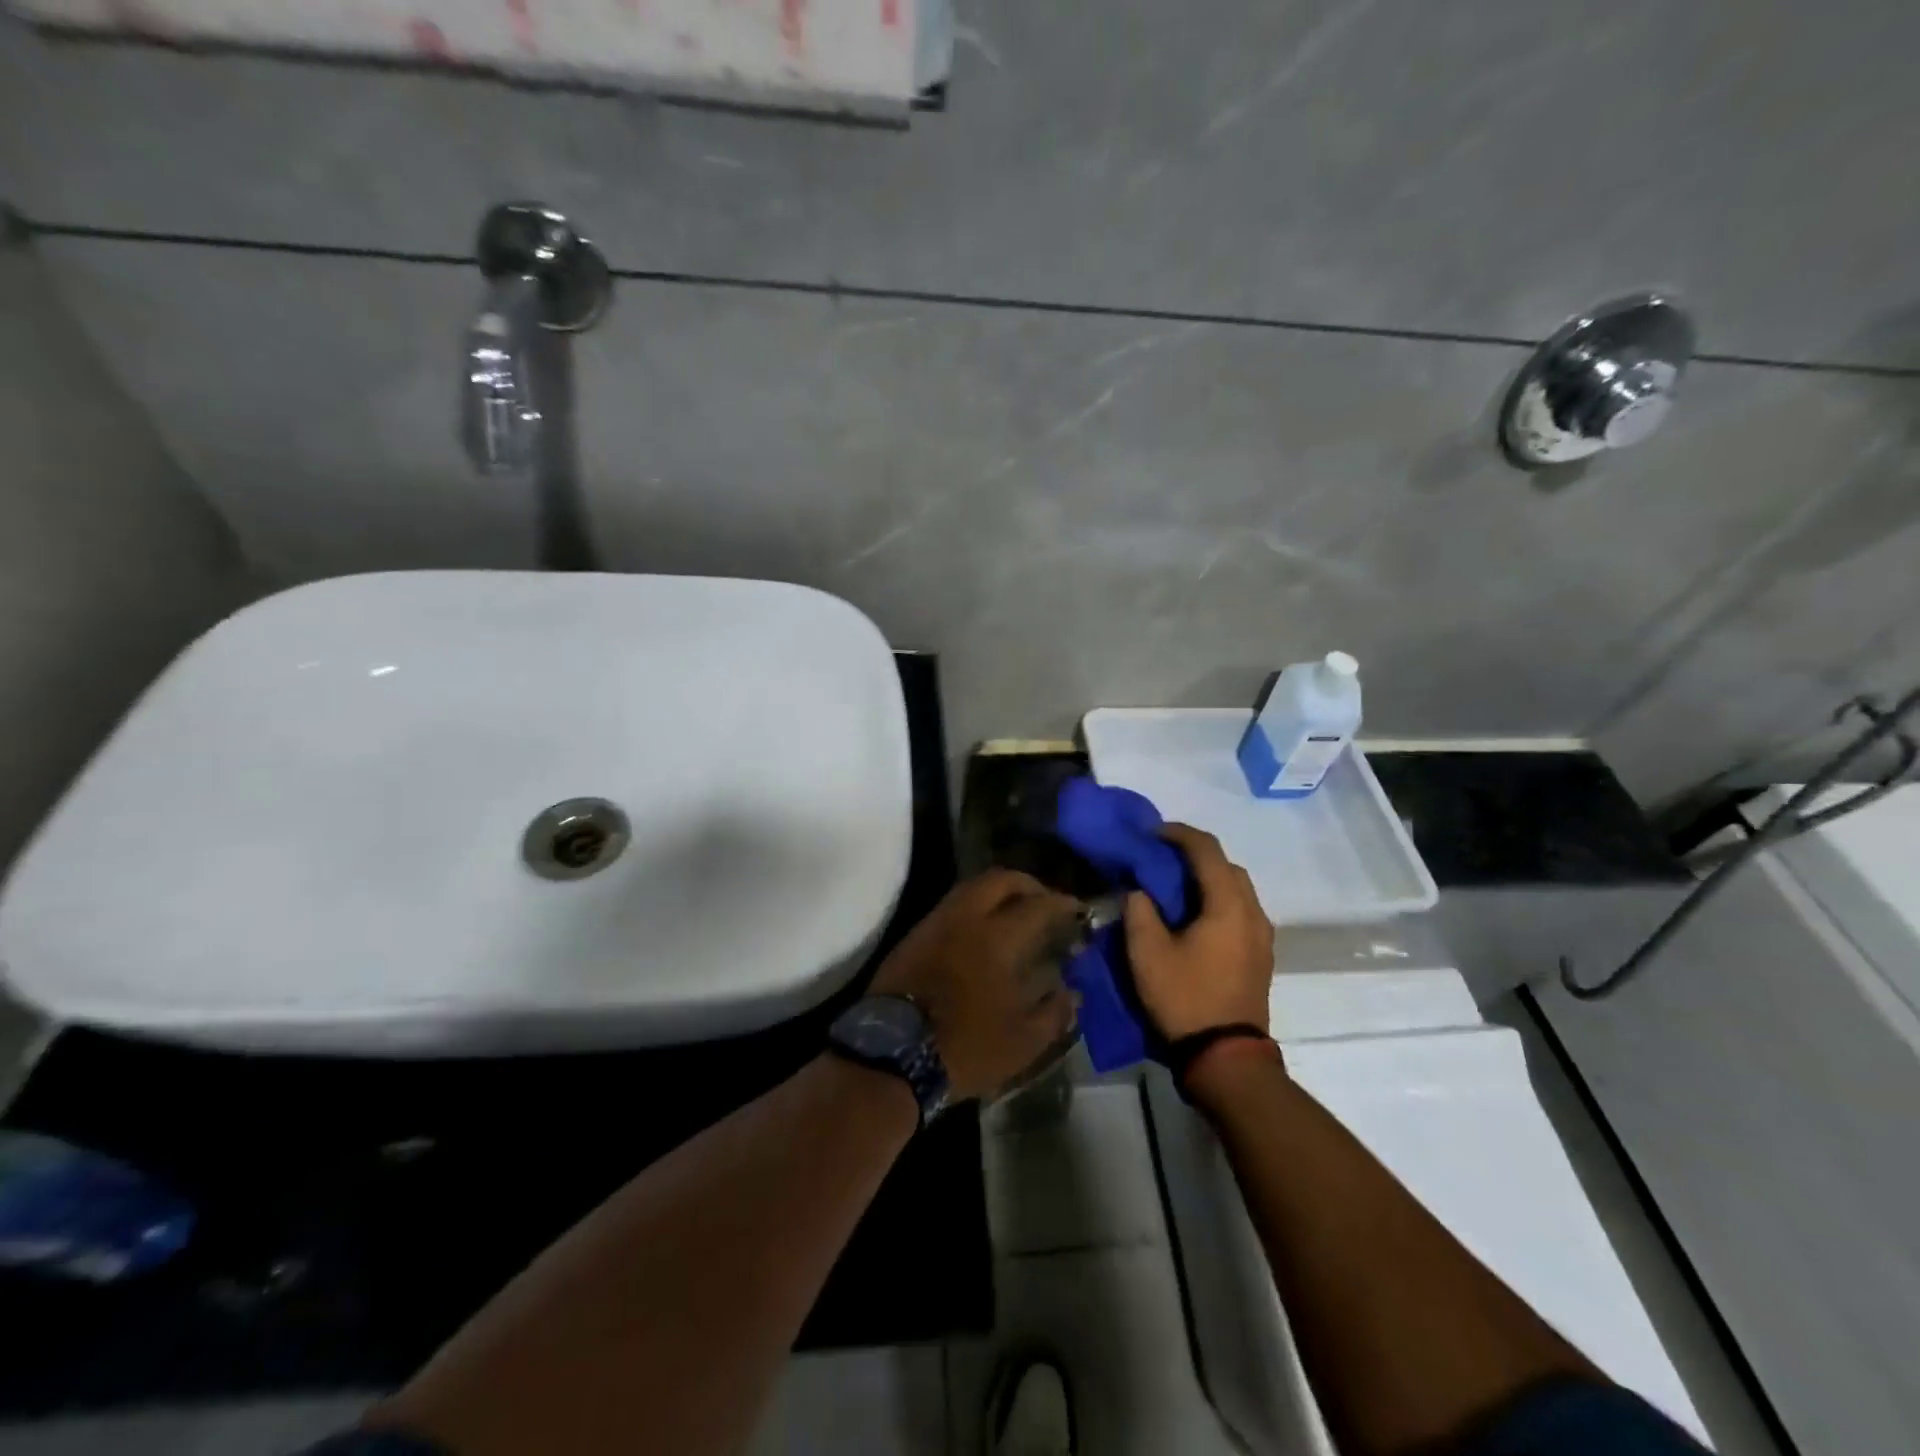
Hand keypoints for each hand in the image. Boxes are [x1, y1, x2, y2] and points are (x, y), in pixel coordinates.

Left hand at [870, 869, 1081, 1100]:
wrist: (892, 1055)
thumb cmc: (965, 1047)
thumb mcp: (1023, 1042)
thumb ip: (1054, 1012)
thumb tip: (1072, 992)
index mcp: (997, 938)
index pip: (1038, 905)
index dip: (1062, 903)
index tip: (1078, 909)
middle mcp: (966, 918)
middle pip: (1000, 880)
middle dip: (1028, 884)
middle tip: (1044, 902)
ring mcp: (935, 923)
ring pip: (971, 887)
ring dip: (997, 891)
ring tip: (1014, 913)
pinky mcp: (914, 936)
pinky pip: (951, 905)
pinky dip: (973, 906)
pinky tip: (981, 930)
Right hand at [1124, 824, 1274, 1041]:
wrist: (1227, 1057)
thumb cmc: (1185, 999)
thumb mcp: (1147, 953)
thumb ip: (1140, 910)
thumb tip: (1140, 890)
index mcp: (1228, 905)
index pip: (1207, 849)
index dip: (1177, 834)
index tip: (1150, 834)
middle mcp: (1253, 912)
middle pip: (1226, 865)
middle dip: (1193, 854)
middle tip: (1160, 858)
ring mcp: (1262, 935)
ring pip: (1236, 888)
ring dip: (1207, 878)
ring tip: (1173, 886)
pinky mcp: (1260, 954)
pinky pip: (1240, 909)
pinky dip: (1217, 899)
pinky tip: (1192, 915)